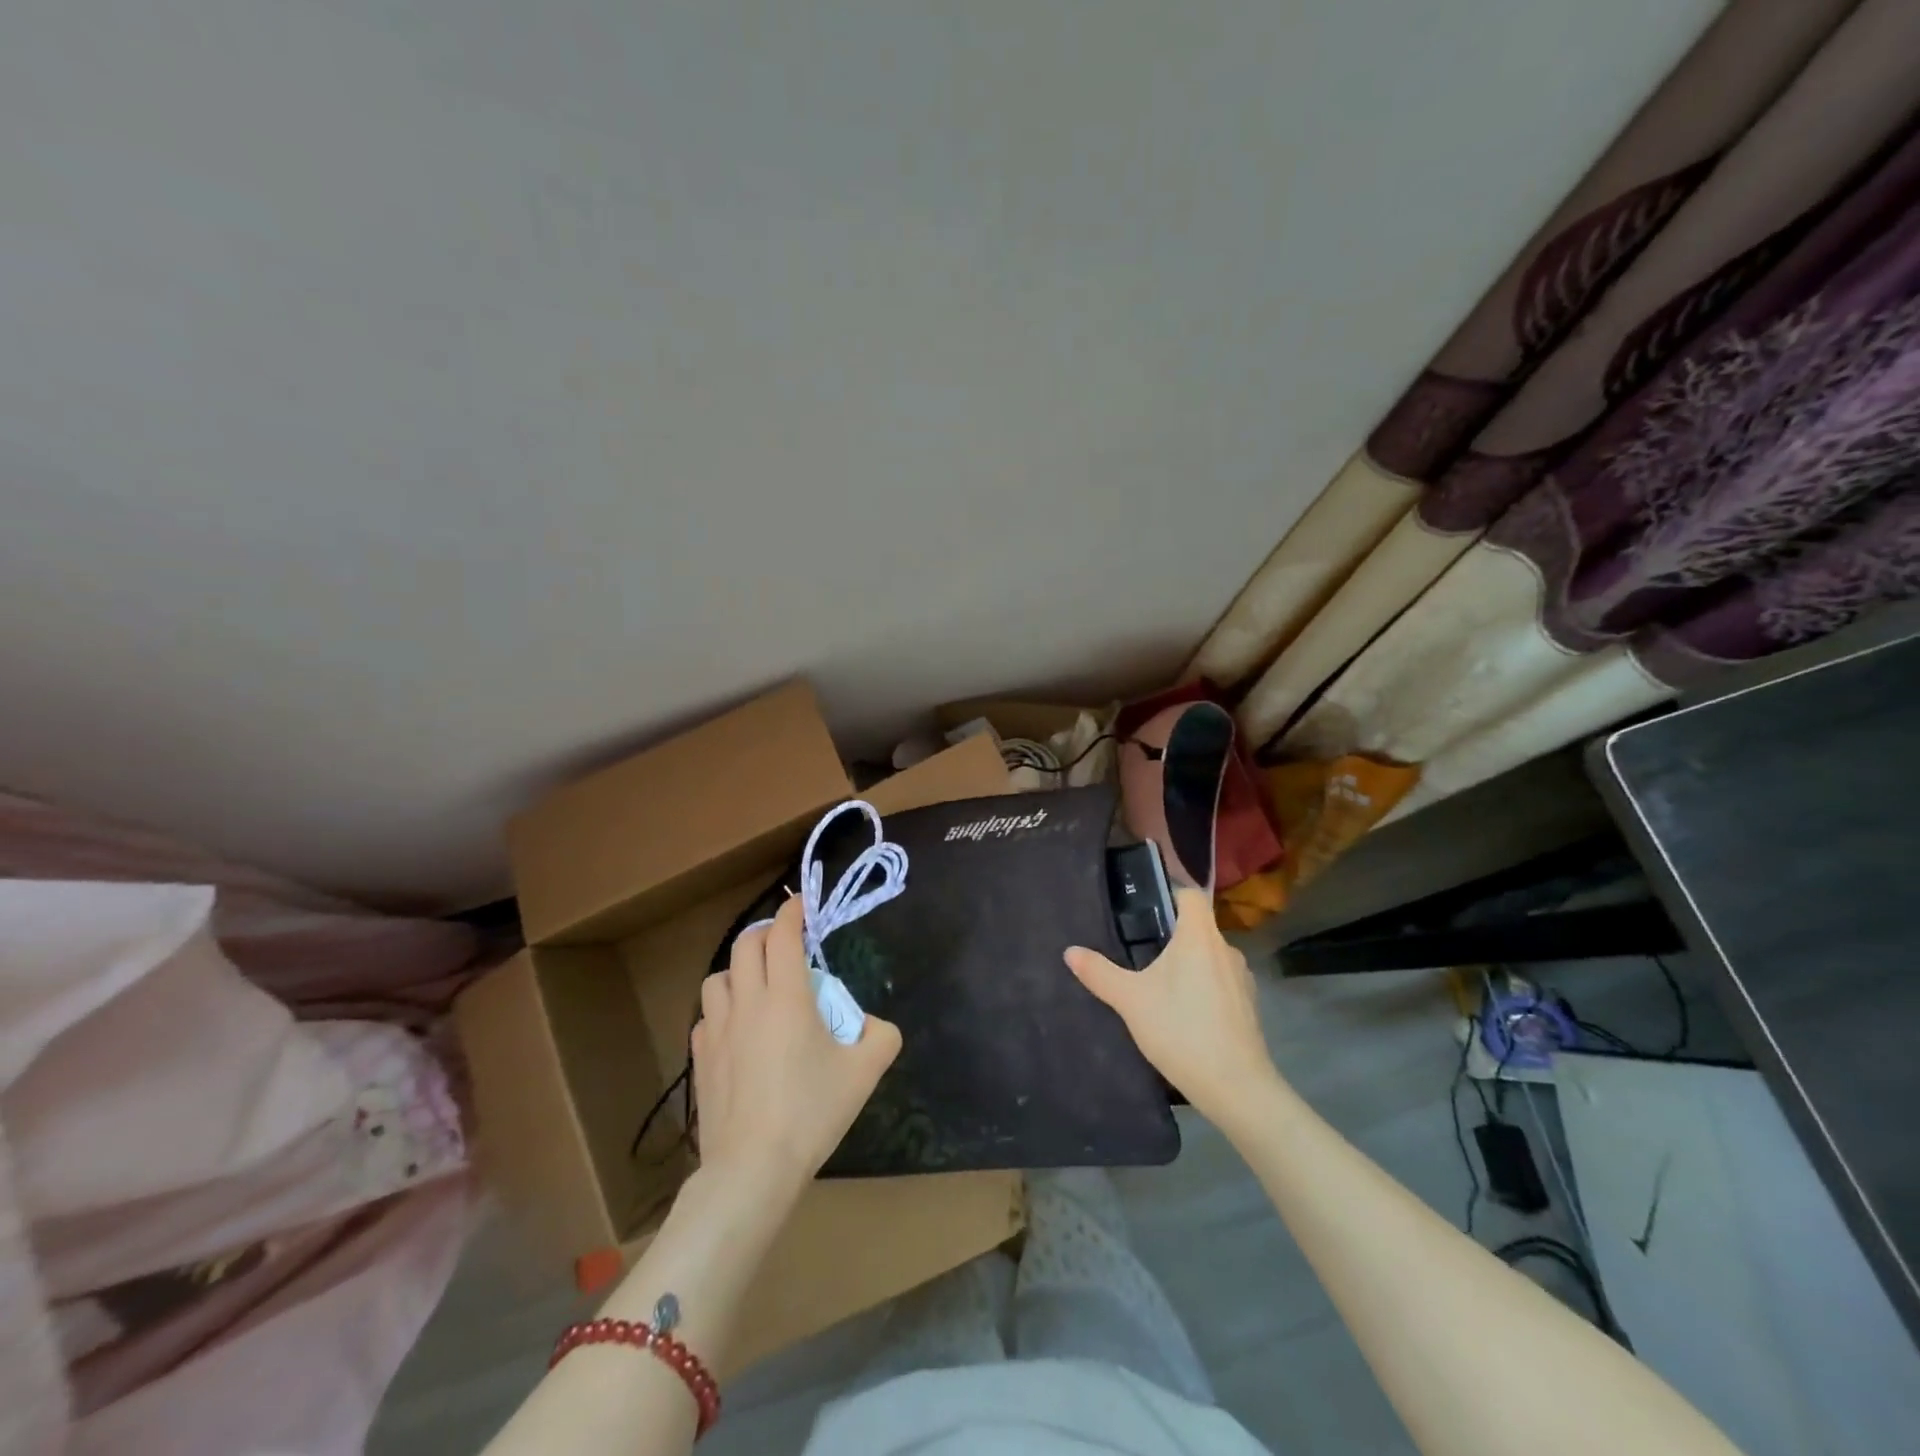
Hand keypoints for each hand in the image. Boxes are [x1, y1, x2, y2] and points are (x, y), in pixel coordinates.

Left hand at [691, 895, 901, 1199]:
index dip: (793, 912)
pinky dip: (723, 1007)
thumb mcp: (864, 1072)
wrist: (752, 1168)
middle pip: (745, 945)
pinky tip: (738, 1029)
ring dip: (739, 969)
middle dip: (766, 932)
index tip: (803, 904)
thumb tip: (876, 1026)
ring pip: (718, 977)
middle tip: (785, 942)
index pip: (783, 934)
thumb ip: (881, 1037)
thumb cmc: (811, 1113)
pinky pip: (707, 1015)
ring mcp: (717, 1029)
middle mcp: (747, 1001)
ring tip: (758, 985)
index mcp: (785, 996)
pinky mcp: (700, 1058)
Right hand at [1065, 887, 1278, 1124]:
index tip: (1146, 909)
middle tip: (1140, 950)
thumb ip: (1100, 973)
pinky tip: (1184, 1013)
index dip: (1171, 894)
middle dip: (1172, 935)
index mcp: (1200, 937)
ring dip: (1189, 963)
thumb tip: (1070, 951)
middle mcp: (1226, 949)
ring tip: (1160, 984)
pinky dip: (1204, 988)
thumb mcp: (1131, 1000)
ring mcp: (1242, 979)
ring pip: (1211, 956)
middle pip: (1199, 927)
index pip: (1192, 895)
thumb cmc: (1181, 1030)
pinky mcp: (1249, 1006)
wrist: (1236, 1087)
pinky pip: (1222, 982)